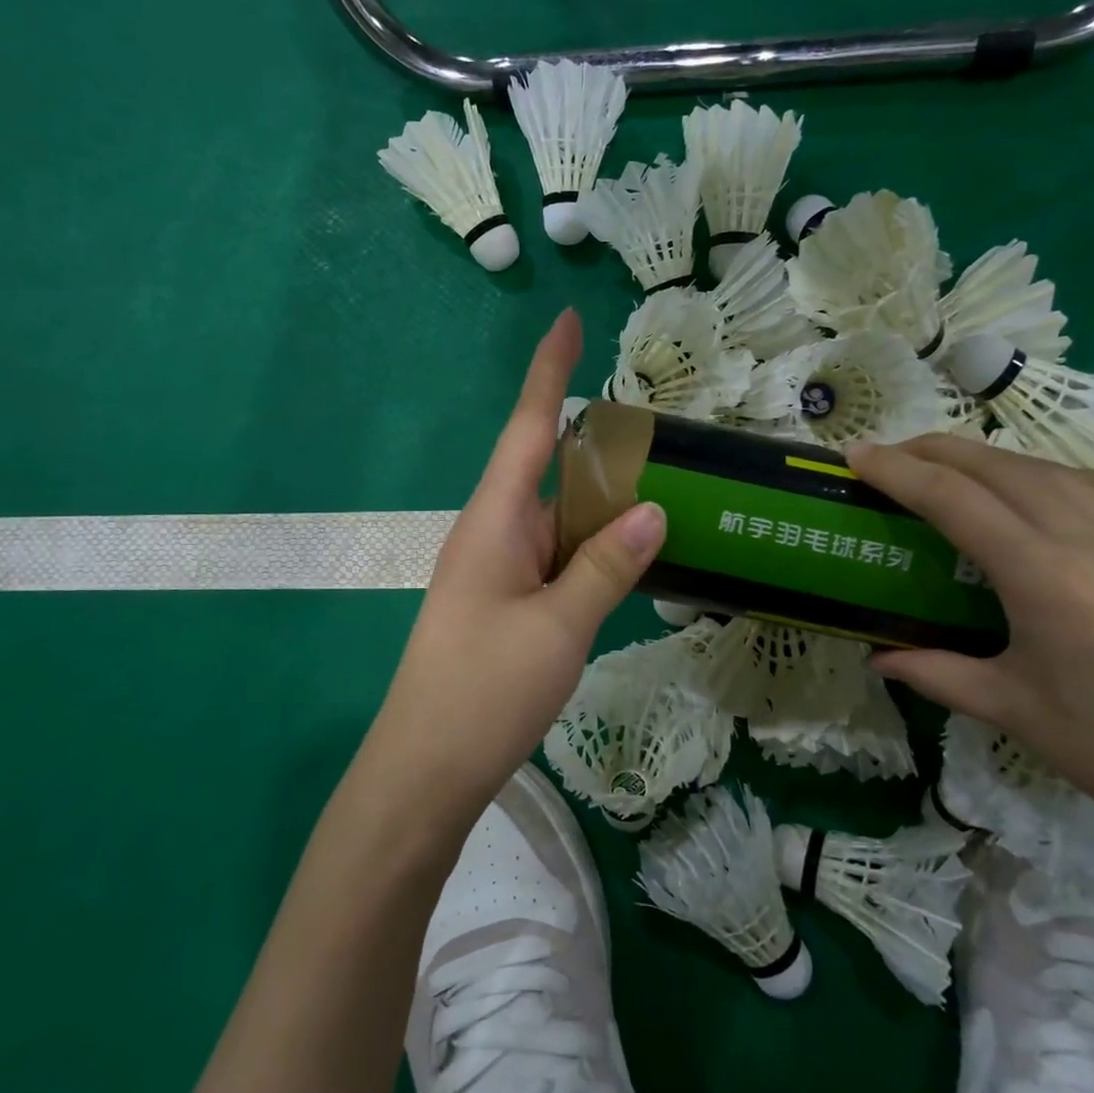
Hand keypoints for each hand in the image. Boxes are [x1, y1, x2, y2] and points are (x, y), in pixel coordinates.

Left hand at [369, 311, 664, 819]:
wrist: (426, 771)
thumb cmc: (484, 690)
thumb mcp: (558, 627)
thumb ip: (606, 565)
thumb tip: (653, 509)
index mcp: (495, 520)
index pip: (527, 428)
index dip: (549, 372)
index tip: (567, 321)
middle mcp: (494, 533)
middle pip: (551, 471)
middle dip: (600, 449)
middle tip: (663, 438)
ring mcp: (500, 570)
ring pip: (559, 520)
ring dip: (603, 506)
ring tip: (667, 491)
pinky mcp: (508, 604)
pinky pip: (557, 558)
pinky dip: (594, 550)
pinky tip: (632, 557)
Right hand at [846, 435, 1093, 833]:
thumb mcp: (1014, 710)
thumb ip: (937, 673)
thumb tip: (880, 658)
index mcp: (1043, 575)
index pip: (953, 499)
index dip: (898, 471)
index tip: (857, 456)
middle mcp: (1092, 538)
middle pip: (1000, 467)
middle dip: (937, 450)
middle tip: (892, 454)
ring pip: (1054, 469)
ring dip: (995, 458)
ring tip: (957, 467)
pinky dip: (1060, 475)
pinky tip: (1049, 491)